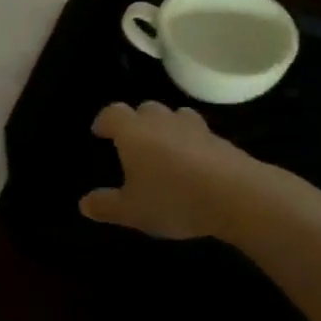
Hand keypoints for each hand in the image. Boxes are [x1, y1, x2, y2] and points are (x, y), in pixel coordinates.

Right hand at [80, 101, 256, 240]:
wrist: (237, 195)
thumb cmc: (173, 198)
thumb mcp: (132, 211)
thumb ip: (106, 206)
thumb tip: (83, 204)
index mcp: (133, 132)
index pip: (112, 113)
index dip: (104, 121)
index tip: (99, 132)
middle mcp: (161, 122)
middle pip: (145, 109)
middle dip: (136, 121)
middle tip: (133, 142)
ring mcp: (194, 128)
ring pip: (175, 116)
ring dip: (167, 127)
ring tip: (165, 147)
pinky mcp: (220, 140)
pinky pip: (199, 134)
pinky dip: (192, 143)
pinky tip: (194, 164)